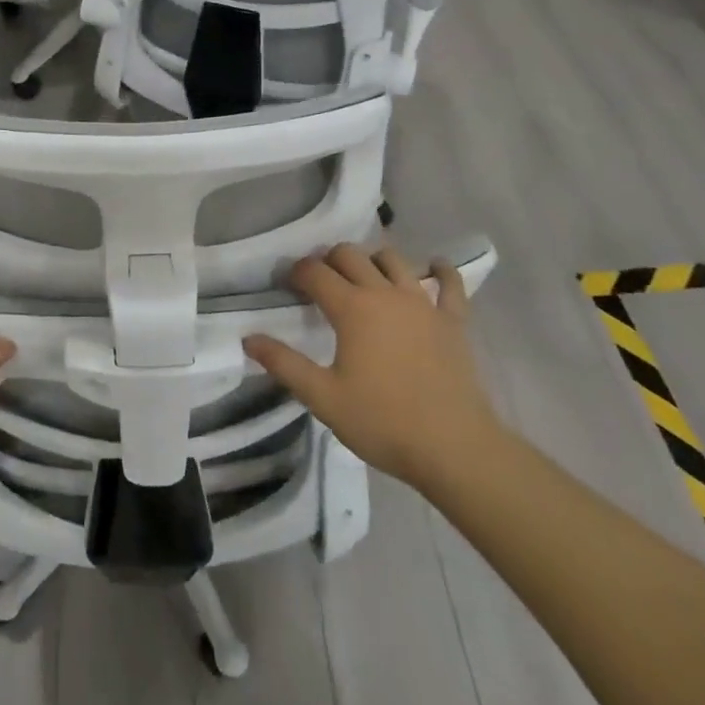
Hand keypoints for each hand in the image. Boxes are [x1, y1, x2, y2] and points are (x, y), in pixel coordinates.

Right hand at [244, 243, 500, 488]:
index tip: (287, 285)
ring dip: (373, 259)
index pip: (315, 272)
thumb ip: (284, 364)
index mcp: (352, 308)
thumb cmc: (383, 422)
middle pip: (350, 255)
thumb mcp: (323, 398)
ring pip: (393, 259)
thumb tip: (249, 338)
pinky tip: (435, 266)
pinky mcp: (453, 321)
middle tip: (320, 283)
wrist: (455, 449)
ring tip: (364, 276)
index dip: (296, 272)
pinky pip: (451, 284)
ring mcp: (423, 303)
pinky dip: (441, 271)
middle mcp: (385, 293)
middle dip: (329, 260)